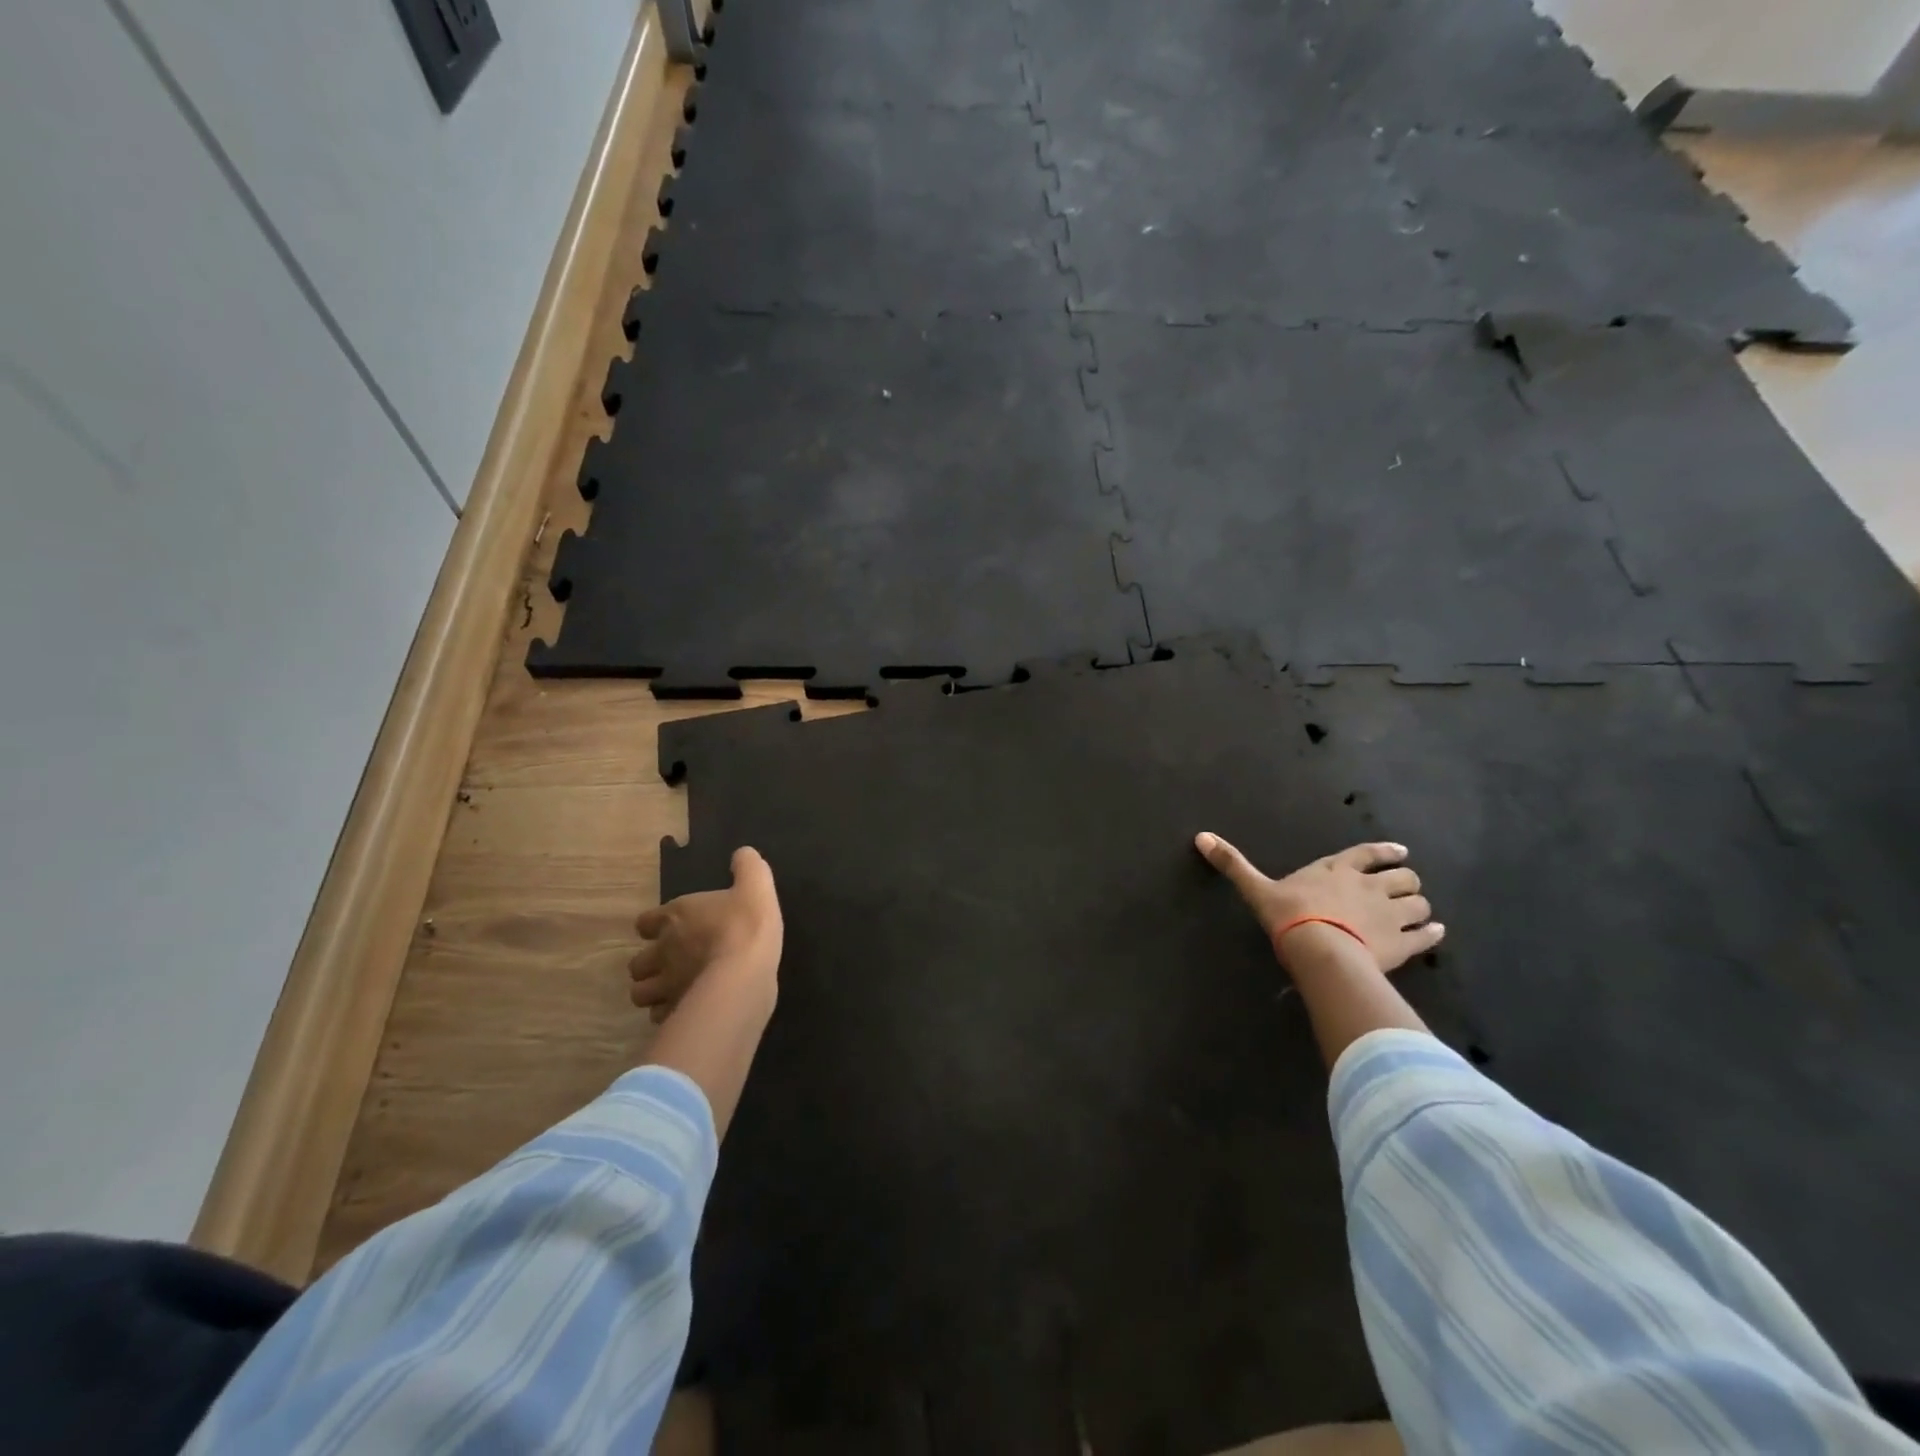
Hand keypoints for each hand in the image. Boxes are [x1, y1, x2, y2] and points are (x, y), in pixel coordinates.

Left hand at [629, 846, 782, 1022]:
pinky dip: (670, 1013)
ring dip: (654, 992)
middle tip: (672, 964)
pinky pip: (662, 1016)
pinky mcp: (675, 1011)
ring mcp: (665, 986)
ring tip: (674, 991)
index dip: (654, 925)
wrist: (744, 974)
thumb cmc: (746, 925)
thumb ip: (748, 867)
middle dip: (650, 964)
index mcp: (675, 917)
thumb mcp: (756, 886)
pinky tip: (688, 1008)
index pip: (644, 922)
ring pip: (641, 994)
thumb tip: (742, 853)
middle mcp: (662, 951)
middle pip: (637, 963)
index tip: (669, 928)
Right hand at [1194, 833, 1443, 974]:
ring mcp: (1390, 914)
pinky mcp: (1403, 944)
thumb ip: (1233, 864)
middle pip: (1403, 877)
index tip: (1401, 853)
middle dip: (1406, 881)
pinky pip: (1426, 936)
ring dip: (1420, 906)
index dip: (1384, 853)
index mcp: (1338, 870)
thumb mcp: (1256, 889)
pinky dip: (1432, 934)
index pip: (1367, 854)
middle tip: (1403, 888)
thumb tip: (1201, 837)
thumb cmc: (1289, 915)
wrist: (1320, 950)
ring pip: (1419, 903)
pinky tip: (1434, 934)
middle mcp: (1370, 886)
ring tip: (1418, 913)